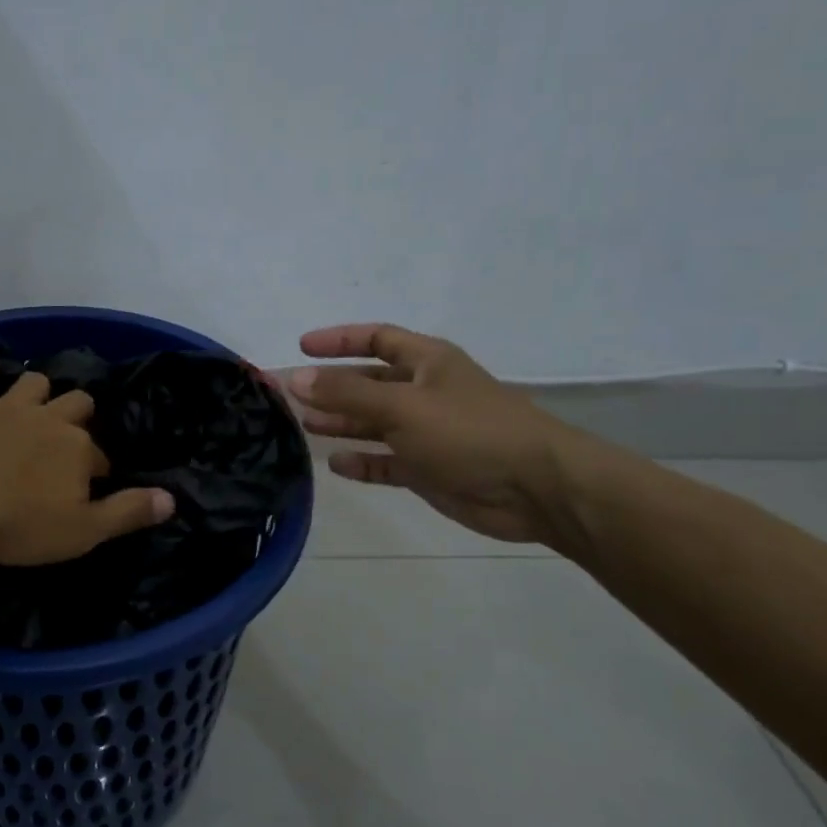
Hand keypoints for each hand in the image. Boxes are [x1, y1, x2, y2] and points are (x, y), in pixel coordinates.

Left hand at [0, 342, 174, 564]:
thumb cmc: (18, 522)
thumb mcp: (82, 531)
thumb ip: (127, 513)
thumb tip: (171, 499)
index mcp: (79, 449)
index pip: (99, 455)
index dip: (97, 469)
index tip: (90, 485)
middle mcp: (50, 419)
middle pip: (76, 404)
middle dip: (77, 416)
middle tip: (67, 437)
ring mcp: (8, 407)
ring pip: (34, 382)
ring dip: (38, 389)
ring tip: (34, 401)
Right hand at [288, 324, 585, 545]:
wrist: (535, 489)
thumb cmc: (469, 432)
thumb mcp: (403, 406)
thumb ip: (347, 394)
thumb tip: (296, 378)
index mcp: (427, 362)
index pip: (377, 338)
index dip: (339, 340)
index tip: (302, 347)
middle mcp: (425, 392)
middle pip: (369, 383)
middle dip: (332, 387)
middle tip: (290, 396)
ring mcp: (427, 432)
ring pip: (375, 423)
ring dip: (342, 423)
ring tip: (304, 425)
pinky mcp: (429, 469)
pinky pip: (387, 461)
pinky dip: (363, 462)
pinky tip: (336, 465)